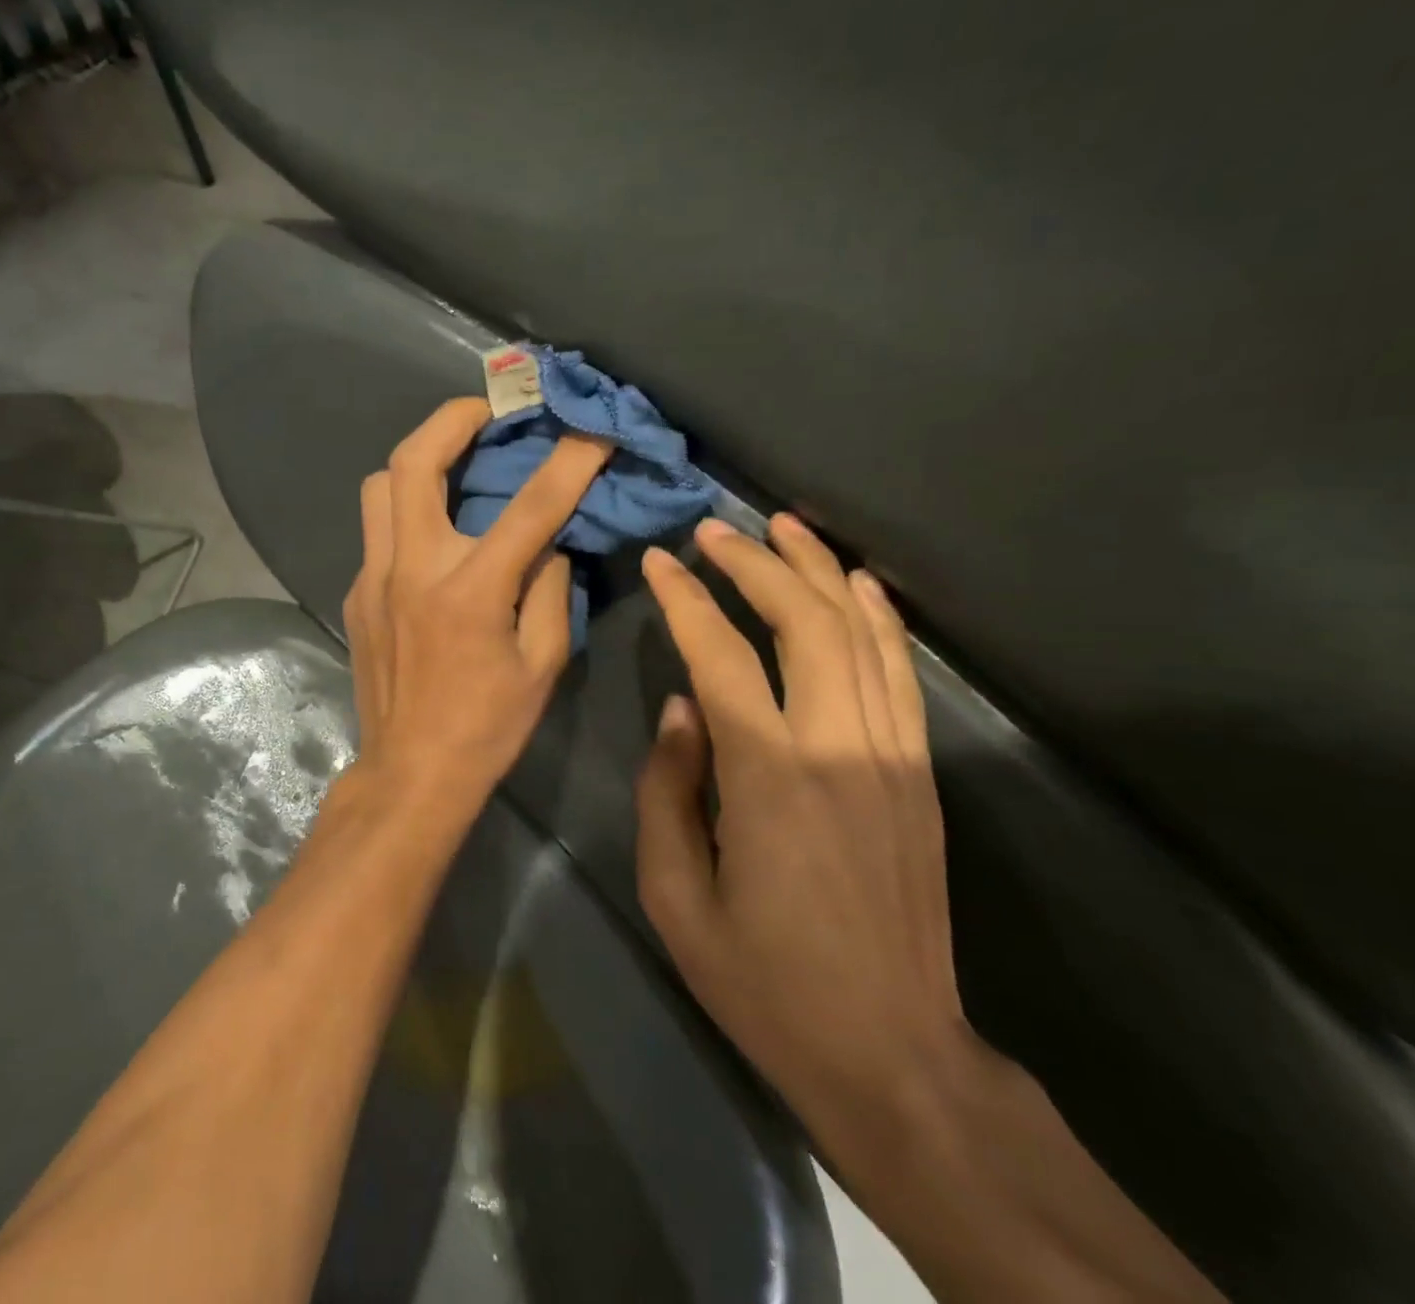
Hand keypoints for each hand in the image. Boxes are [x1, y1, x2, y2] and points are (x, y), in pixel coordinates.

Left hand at [341, 398, 610, 827]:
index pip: (529, 507)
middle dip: (452, 418)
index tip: (590, 429)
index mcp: (470, 591)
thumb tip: (547, 545)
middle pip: (412, 462)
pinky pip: (378, 530)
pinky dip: (407, 511)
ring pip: (379, 486)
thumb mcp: (543, 664)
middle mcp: (413, 569)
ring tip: (454, 460)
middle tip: (486, 407)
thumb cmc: (487, 726)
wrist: (411, 771)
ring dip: (417, 459)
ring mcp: (374, 578)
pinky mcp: (357, 593)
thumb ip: (550, 591)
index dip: (568, 461)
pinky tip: (434, 533)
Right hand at [635, 514, 974, 1133]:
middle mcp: (838, 747)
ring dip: (818, 571)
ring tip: (782, 526)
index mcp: (768, 778)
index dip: (685, 600)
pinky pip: (899, 671)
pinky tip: (855, 582)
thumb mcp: (675, 896)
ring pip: (859, 632)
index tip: (660, 561)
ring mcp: (891, 754)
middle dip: (755, 564)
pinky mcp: (919, 772)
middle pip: (803, 622)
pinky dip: (877, 616)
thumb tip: (682, 708)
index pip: (721, 656)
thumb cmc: (763, 981)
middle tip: (714, 529)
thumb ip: (669, 789)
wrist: (892, 1052)